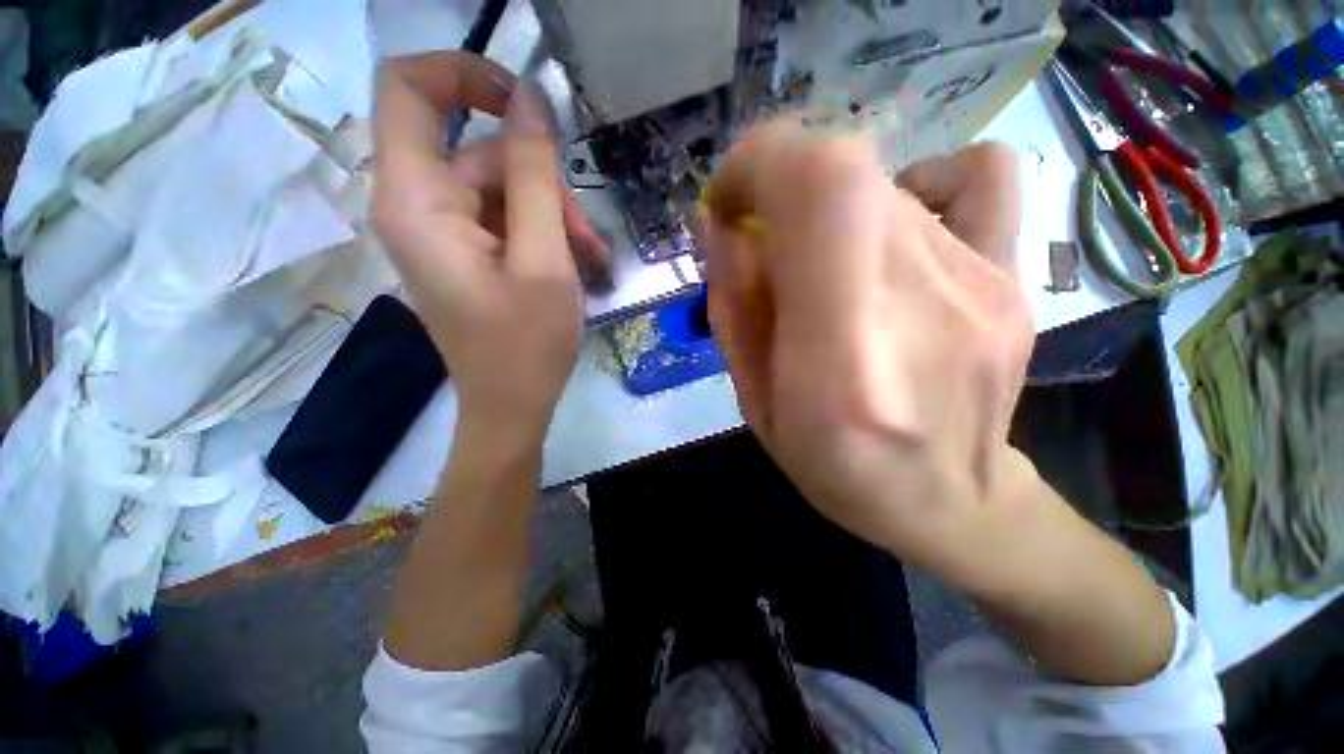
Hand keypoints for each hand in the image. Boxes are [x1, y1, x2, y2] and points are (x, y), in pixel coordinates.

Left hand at [372, 52, 608, 437]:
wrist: (512, 405)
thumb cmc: (528, 343)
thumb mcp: (544, 257)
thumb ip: (535, 174)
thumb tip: (533, 99)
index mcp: (416, 201)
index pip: (409, 89)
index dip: (465, 73)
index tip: (525, 102)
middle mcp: (414, 206)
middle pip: (474, 151)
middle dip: (539, 180)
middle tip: (586, 232)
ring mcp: (438, 232)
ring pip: (497, 189)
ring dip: (550, 215)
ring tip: (590, 258)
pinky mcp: (461, 253)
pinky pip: (500, 219)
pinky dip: (541, 234)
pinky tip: (574, 264)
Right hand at [703, 123, 1032, 577]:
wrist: (951, 502)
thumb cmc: (836, 467)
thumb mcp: (754, 402)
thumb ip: (733, 308)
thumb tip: (721, 225)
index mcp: (840, 359)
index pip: (818, 187)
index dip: (759, 165)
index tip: (728, 204)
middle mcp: (918, 305)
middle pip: (845, 174)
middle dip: (778, 188)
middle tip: (763, 242)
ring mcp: (983, 284)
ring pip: (883, 183)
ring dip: (825, 208)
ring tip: (821, 267)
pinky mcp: (1015, 278)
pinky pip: (978, 176)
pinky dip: (919, 182)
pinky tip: (897, 230)